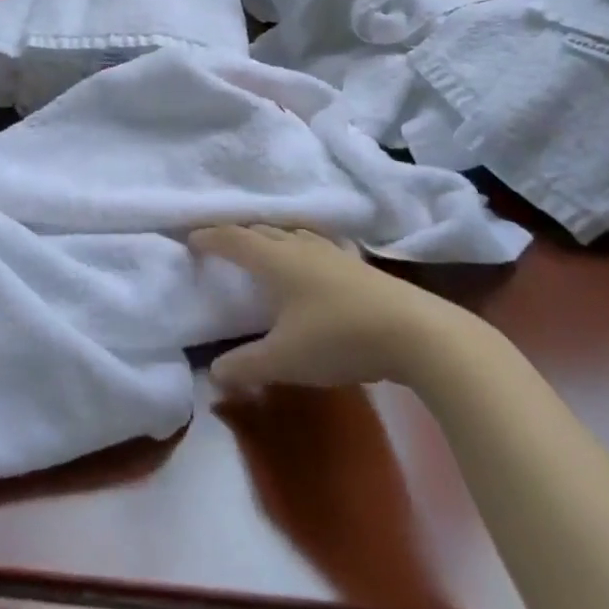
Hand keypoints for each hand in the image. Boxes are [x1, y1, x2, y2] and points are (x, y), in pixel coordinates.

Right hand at [190, 226, 481, 390]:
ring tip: (265, 249)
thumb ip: (245, 366)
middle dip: (240, 234)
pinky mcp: (360, 266)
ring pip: (294, 234)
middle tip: (224, 244)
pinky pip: (320, 246)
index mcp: (276, 261)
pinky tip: (314, 263)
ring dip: (273, 238)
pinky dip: (304, 248)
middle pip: (264, 231)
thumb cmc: (338, 338)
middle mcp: (301, 247)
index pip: (234, 240)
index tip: (191, 238)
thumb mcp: (285, 360)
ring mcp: (334, 253)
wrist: (416, 333)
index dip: (210, 238)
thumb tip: (212, 376)